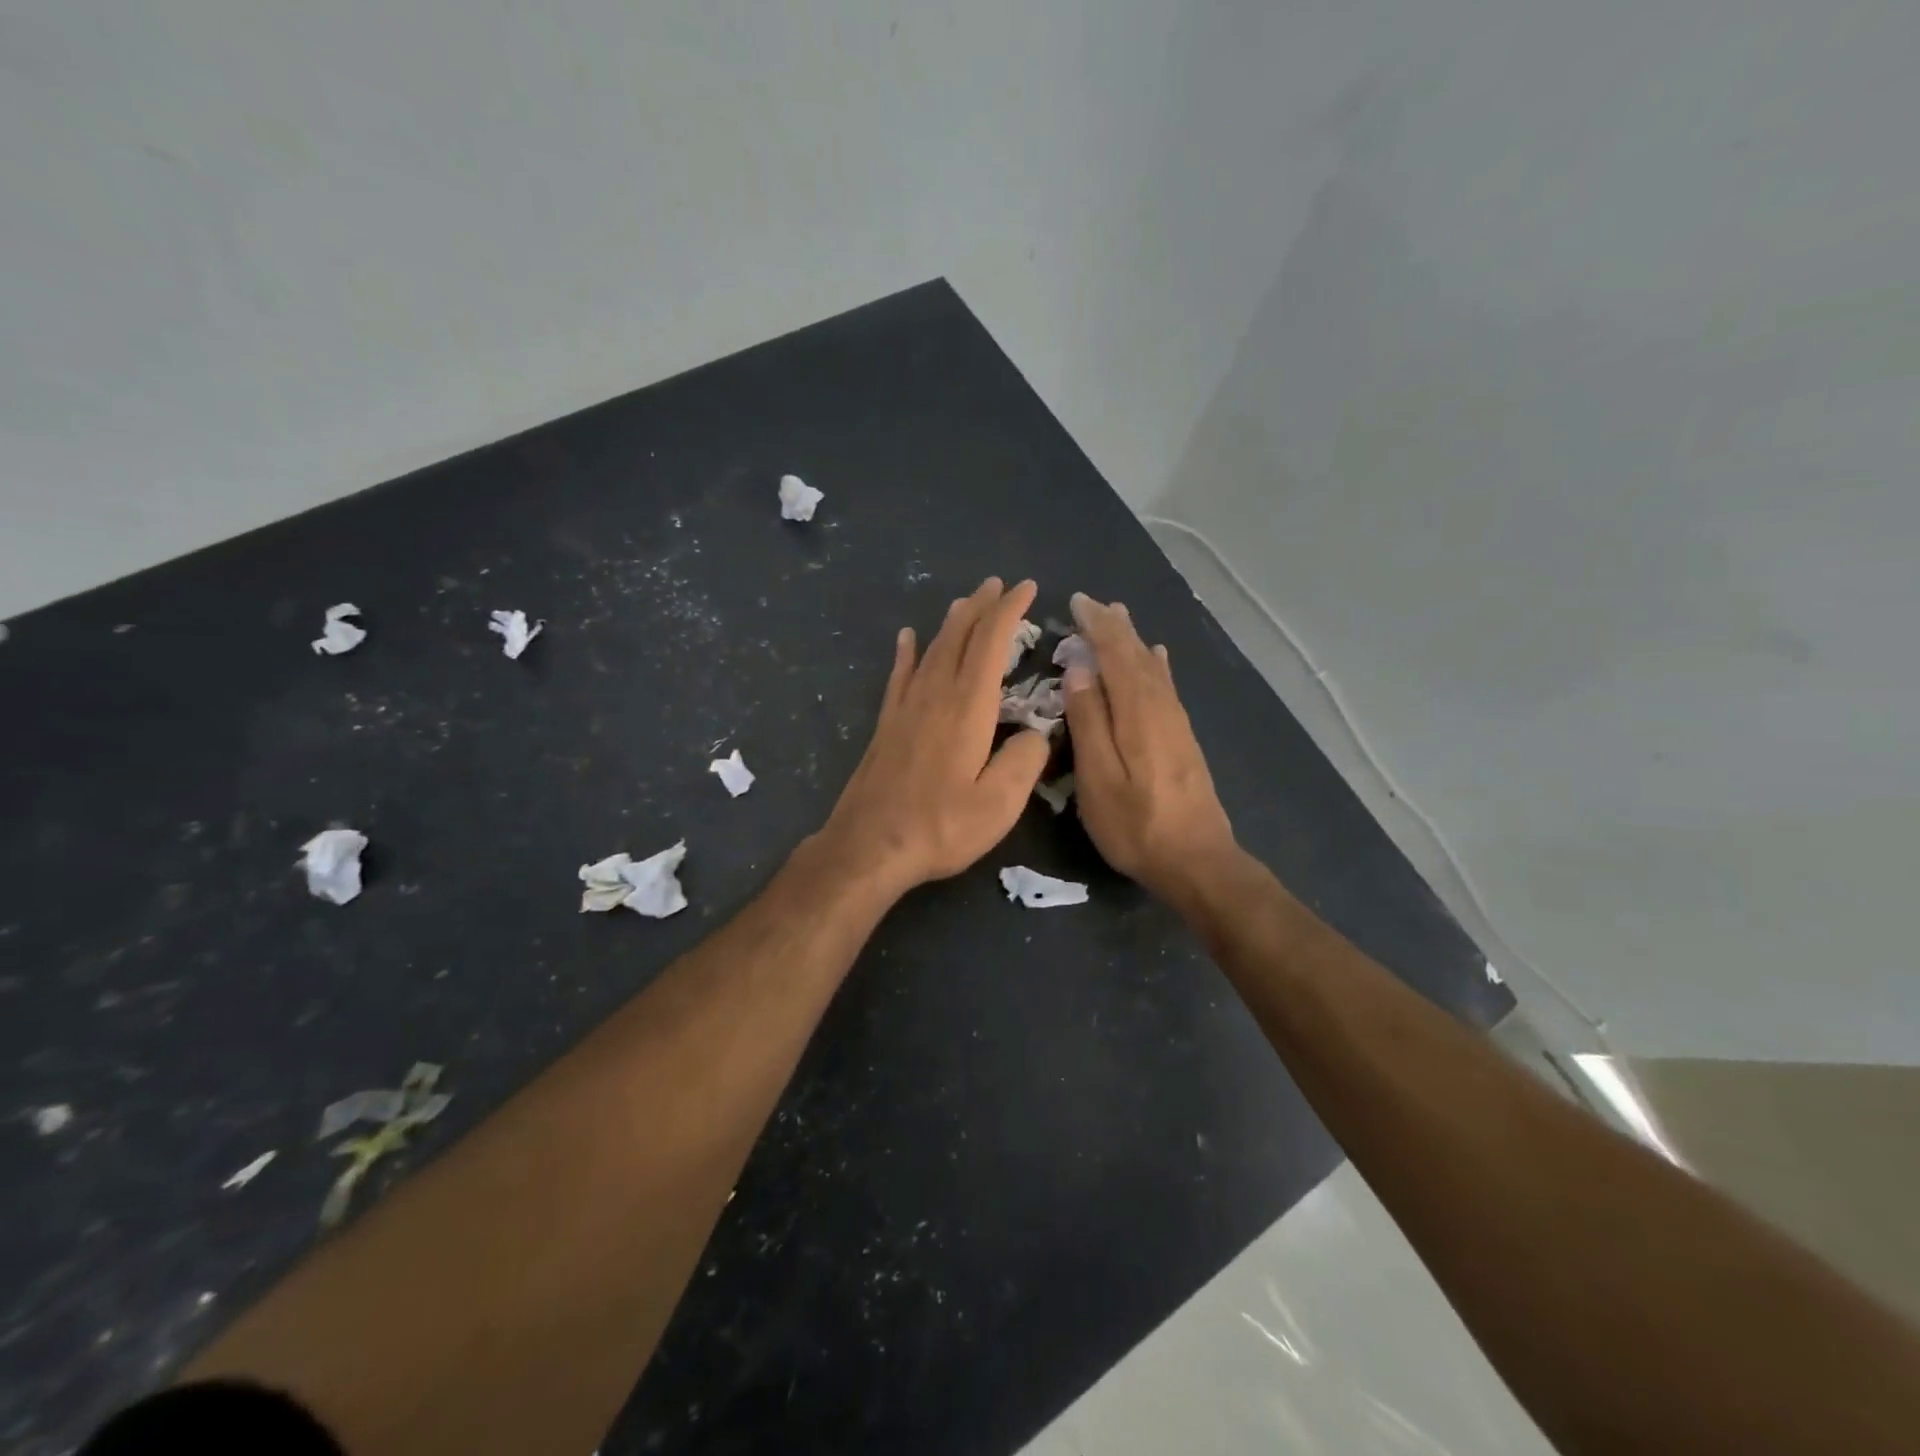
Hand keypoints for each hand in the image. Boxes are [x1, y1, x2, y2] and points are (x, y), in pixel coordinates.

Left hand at [811, 577, 1052, 898]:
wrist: (870, 846)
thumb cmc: (940, 826)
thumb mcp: (999, 803)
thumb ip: (1025, 761)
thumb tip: (1038, 733)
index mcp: (968, 707)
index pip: (991, 643)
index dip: (1010, 611)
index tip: (1027, 588)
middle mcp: (935, 695)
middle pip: (959, 636)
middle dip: (981, 606)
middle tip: (998, 584)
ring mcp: (906, 708)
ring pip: (932, 649)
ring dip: (951, 622)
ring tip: (964, 601)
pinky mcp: (887, 724)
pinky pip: (900, 675)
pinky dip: (908, 652)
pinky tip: (908, 638)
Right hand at [1063, 593, 1239, 904]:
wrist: (1197, 861)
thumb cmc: (1136, 825)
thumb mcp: (1099, 778)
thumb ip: (1089, 722)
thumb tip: (1079, 669)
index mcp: (1137, 712)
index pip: (1115, 655)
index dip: (1096, 627)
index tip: (1076, 602)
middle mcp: (1161, 707)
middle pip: (1137, 655)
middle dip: (1114, 627)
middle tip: (1092, 603)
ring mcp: (1176, 722)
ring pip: (1153, 667)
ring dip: (1134, 640)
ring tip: (1120, 617)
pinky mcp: (1183, 738)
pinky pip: (1166, 685)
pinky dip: (1156, 664)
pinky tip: (1157, 657)